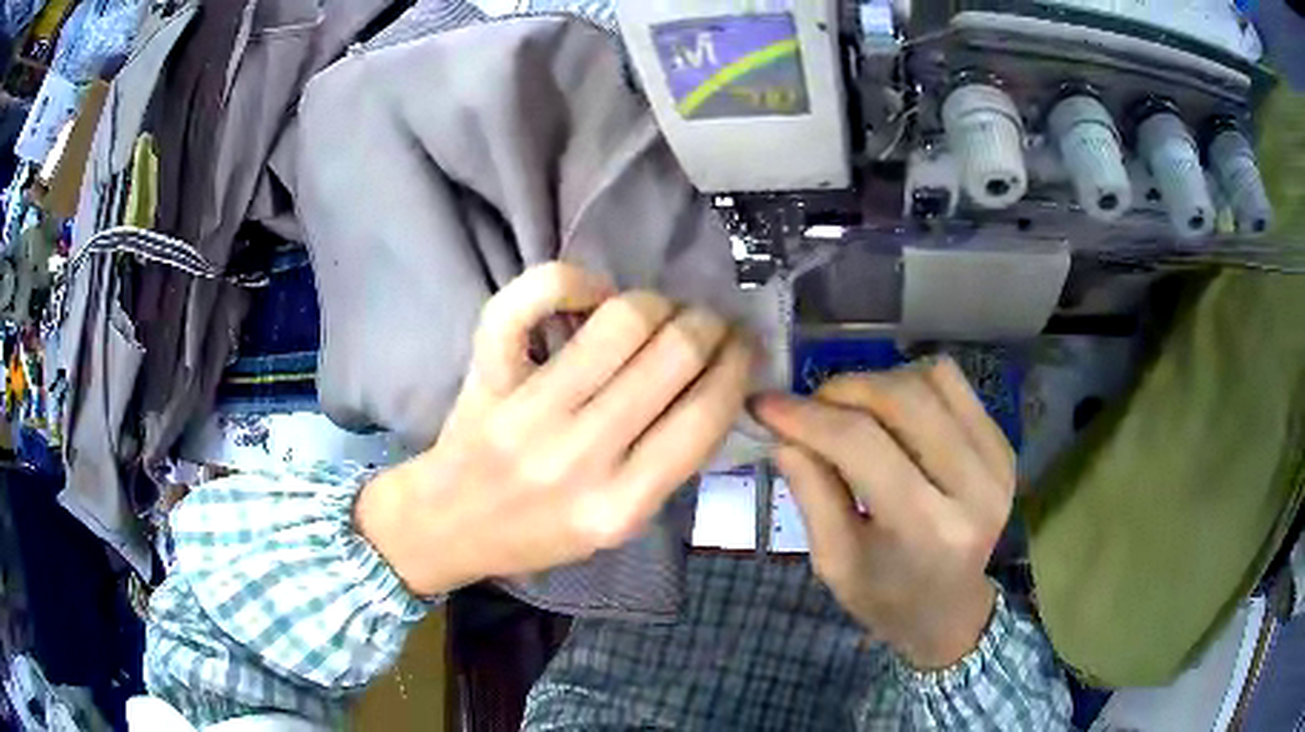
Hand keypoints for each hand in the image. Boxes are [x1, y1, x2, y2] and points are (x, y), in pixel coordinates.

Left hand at [357, 263, 754, 596]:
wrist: (449, 525)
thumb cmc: (538, 533)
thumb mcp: (621, 525)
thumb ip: (669, 466)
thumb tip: (715, 383)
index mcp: (621, 505)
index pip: (705, 415)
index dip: (738, 365)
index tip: (743, 346)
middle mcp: (579, 456)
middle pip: (674, 355)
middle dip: (707, 325)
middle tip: (705, 324)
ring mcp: (528, 411)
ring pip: (621, 320)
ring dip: (656, 303)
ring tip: (657, 312)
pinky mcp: (488, 376)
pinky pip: (529, 302)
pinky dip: (569, 280)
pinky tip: (590, 295)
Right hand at [753, 358, 1015, 668]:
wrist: (950, 610)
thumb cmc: (885, 597)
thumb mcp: (834, 561)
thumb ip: (812, 492)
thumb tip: (783, 429)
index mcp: (928, 529)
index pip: (863, 446)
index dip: (809, 416)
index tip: (766, 404)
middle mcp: (974, 487)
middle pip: (903, 399)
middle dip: (844, 390)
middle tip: (810, 408)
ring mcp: (997, 461)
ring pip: (931, 380)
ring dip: (880, 385)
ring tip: (853, 413)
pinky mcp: (1004, 445)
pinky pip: (954, 385)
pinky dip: (914, 385)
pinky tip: (894, 416)